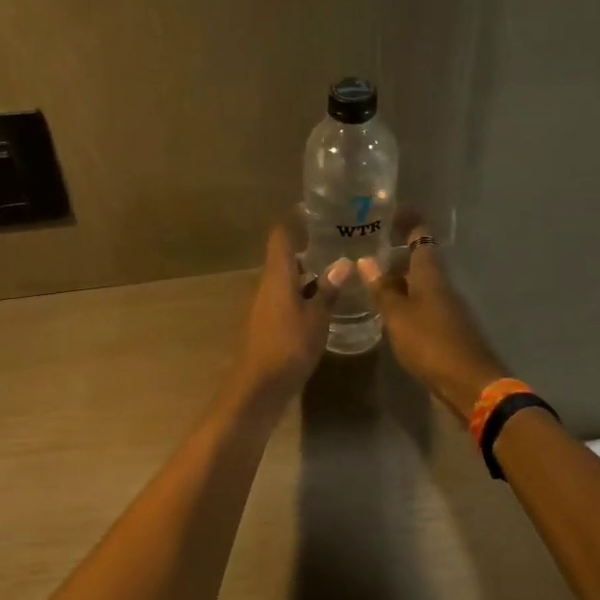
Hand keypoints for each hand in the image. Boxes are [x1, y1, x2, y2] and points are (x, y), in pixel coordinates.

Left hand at [229, 218, 351, 405]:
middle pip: (286, 257)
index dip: (295, 219)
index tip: (317, 210)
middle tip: (340, 240)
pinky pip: (288, 299)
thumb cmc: (287, 348)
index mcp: (277, 276)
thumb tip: (343, 263)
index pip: (281, 236)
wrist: (257, 389)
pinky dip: (305, 294)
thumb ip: (328, 291)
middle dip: (310, 247)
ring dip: (309, 273)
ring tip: (340, 268)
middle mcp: (267, 285)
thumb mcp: (316, 319)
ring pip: (288, 279)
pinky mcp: (269, 325)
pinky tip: (326, 302)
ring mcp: (266, 306)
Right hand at [358, 213, 507, 421]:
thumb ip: (382, 289)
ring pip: (419, 284)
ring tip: (369, 279)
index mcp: (431, 275)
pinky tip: (387, 311)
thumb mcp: (398, 316)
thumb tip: (365, 260)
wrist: (469, 383)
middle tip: (367, 248)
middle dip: (396, 252)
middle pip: (420, 260)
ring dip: (398, 278)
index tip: (390, 210)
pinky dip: (404, 301)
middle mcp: (441, 285)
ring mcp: (445, 308)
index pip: (421, 236)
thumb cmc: (431, 343)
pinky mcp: (445, 329)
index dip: (407, 221)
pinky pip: (421, 305)